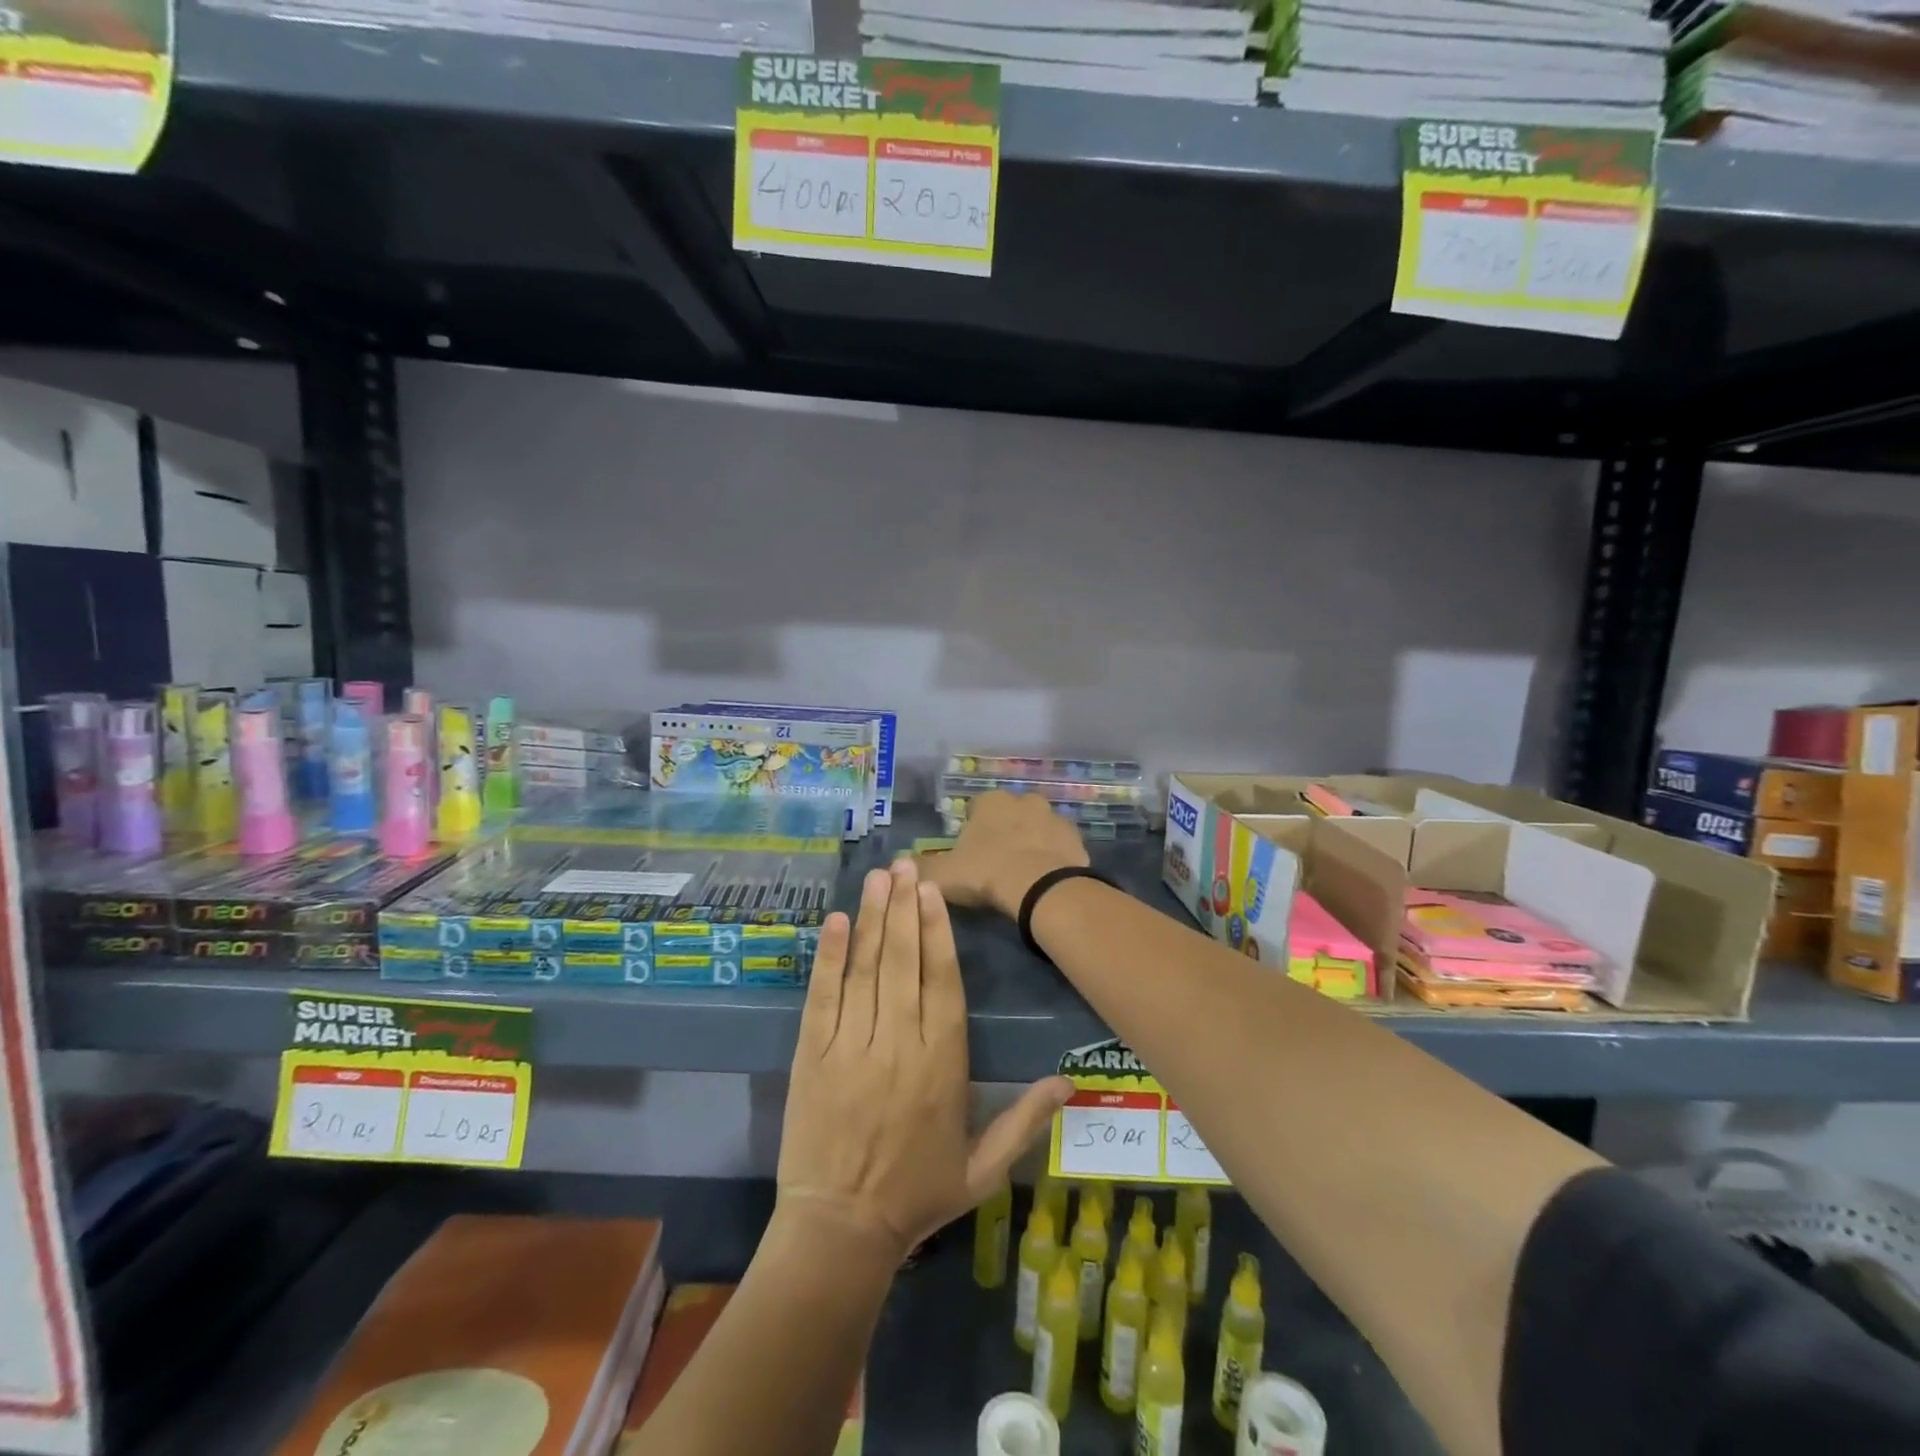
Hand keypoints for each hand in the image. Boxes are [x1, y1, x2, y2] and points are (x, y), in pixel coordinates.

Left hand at [777, 857, 1071, 1257]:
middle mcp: (898, 1043)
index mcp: (941, 1063)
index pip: (942, 981)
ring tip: (877, 877)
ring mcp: (851, 1046)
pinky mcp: (812, 1054)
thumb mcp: (983, 1168)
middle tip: (905, 865)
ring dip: (871, 918)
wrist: (839, 1231)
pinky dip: (828, 957)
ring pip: (865, 969)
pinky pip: (822, 996)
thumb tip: (1070, 1082)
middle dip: (904, 907)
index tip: (934, 891)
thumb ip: (1026, 1120)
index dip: (938, 931)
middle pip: (903, 961)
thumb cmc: (916, 1195)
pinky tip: (834, 921)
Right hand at [918, 790, 1088, 919]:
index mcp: (990, 801)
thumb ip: (920, 868)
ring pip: (1037, 828)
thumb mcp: (942, 875)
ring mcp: (1054, 817)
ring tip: (1022, 875)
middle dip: (1004, 833)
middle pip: (1009, 815)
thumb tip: (900, 865)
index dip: (972, 831)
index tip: (970, 855)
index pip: (976, 808)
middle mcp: (1023, 800)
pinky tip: (1044, 880)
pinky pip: (1058, 846)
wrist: (1041, 888)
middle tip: (996, 864)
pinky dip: (1052, 858)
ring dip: (1030, 843)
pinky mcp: (1076, 838)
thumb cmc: (987, 872)